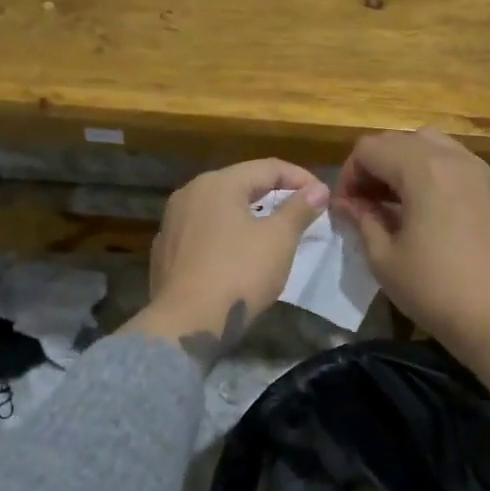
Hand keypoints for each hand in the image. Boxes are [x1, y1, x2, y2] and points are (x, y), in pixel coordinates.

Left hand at [130, 159, 328, 364]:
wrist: (186, 323)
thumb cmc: (238, 274)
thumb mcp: (278, 239)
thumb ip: (299, 209)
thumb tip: (319, 189)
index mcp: (218, 183)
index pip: (268, 167)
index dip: (301, 178)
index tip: (323, 198)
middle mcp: (190, 193)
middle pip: (241, 184)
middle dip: (274, 194)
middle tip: (302, 211)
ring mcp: (172, 222)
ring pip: (220, 208)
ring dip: (249, 214)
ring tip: (274, 231)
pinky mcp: (165, 251)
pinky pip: (203, 232)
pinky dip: (226, 234)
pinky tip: (238, 254)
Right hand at [330, 129, 489, 357]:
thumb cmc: (433, 289)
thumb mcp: (383, 258)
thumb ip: (362, 219)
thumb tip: (348, 204)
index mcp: (423, 169)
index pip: (370, 148)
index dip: (349, 174)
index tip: (347, 208)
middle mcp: (453, 158)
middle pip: (400, 140)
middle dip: (376, 165)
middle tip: (366, 203)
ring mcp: (480, 170)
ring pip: (431, 144)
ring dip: (405, 164)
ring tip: (396, 202)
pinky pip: (456, 162)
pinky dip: (434, 172)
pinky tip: (428, 208)